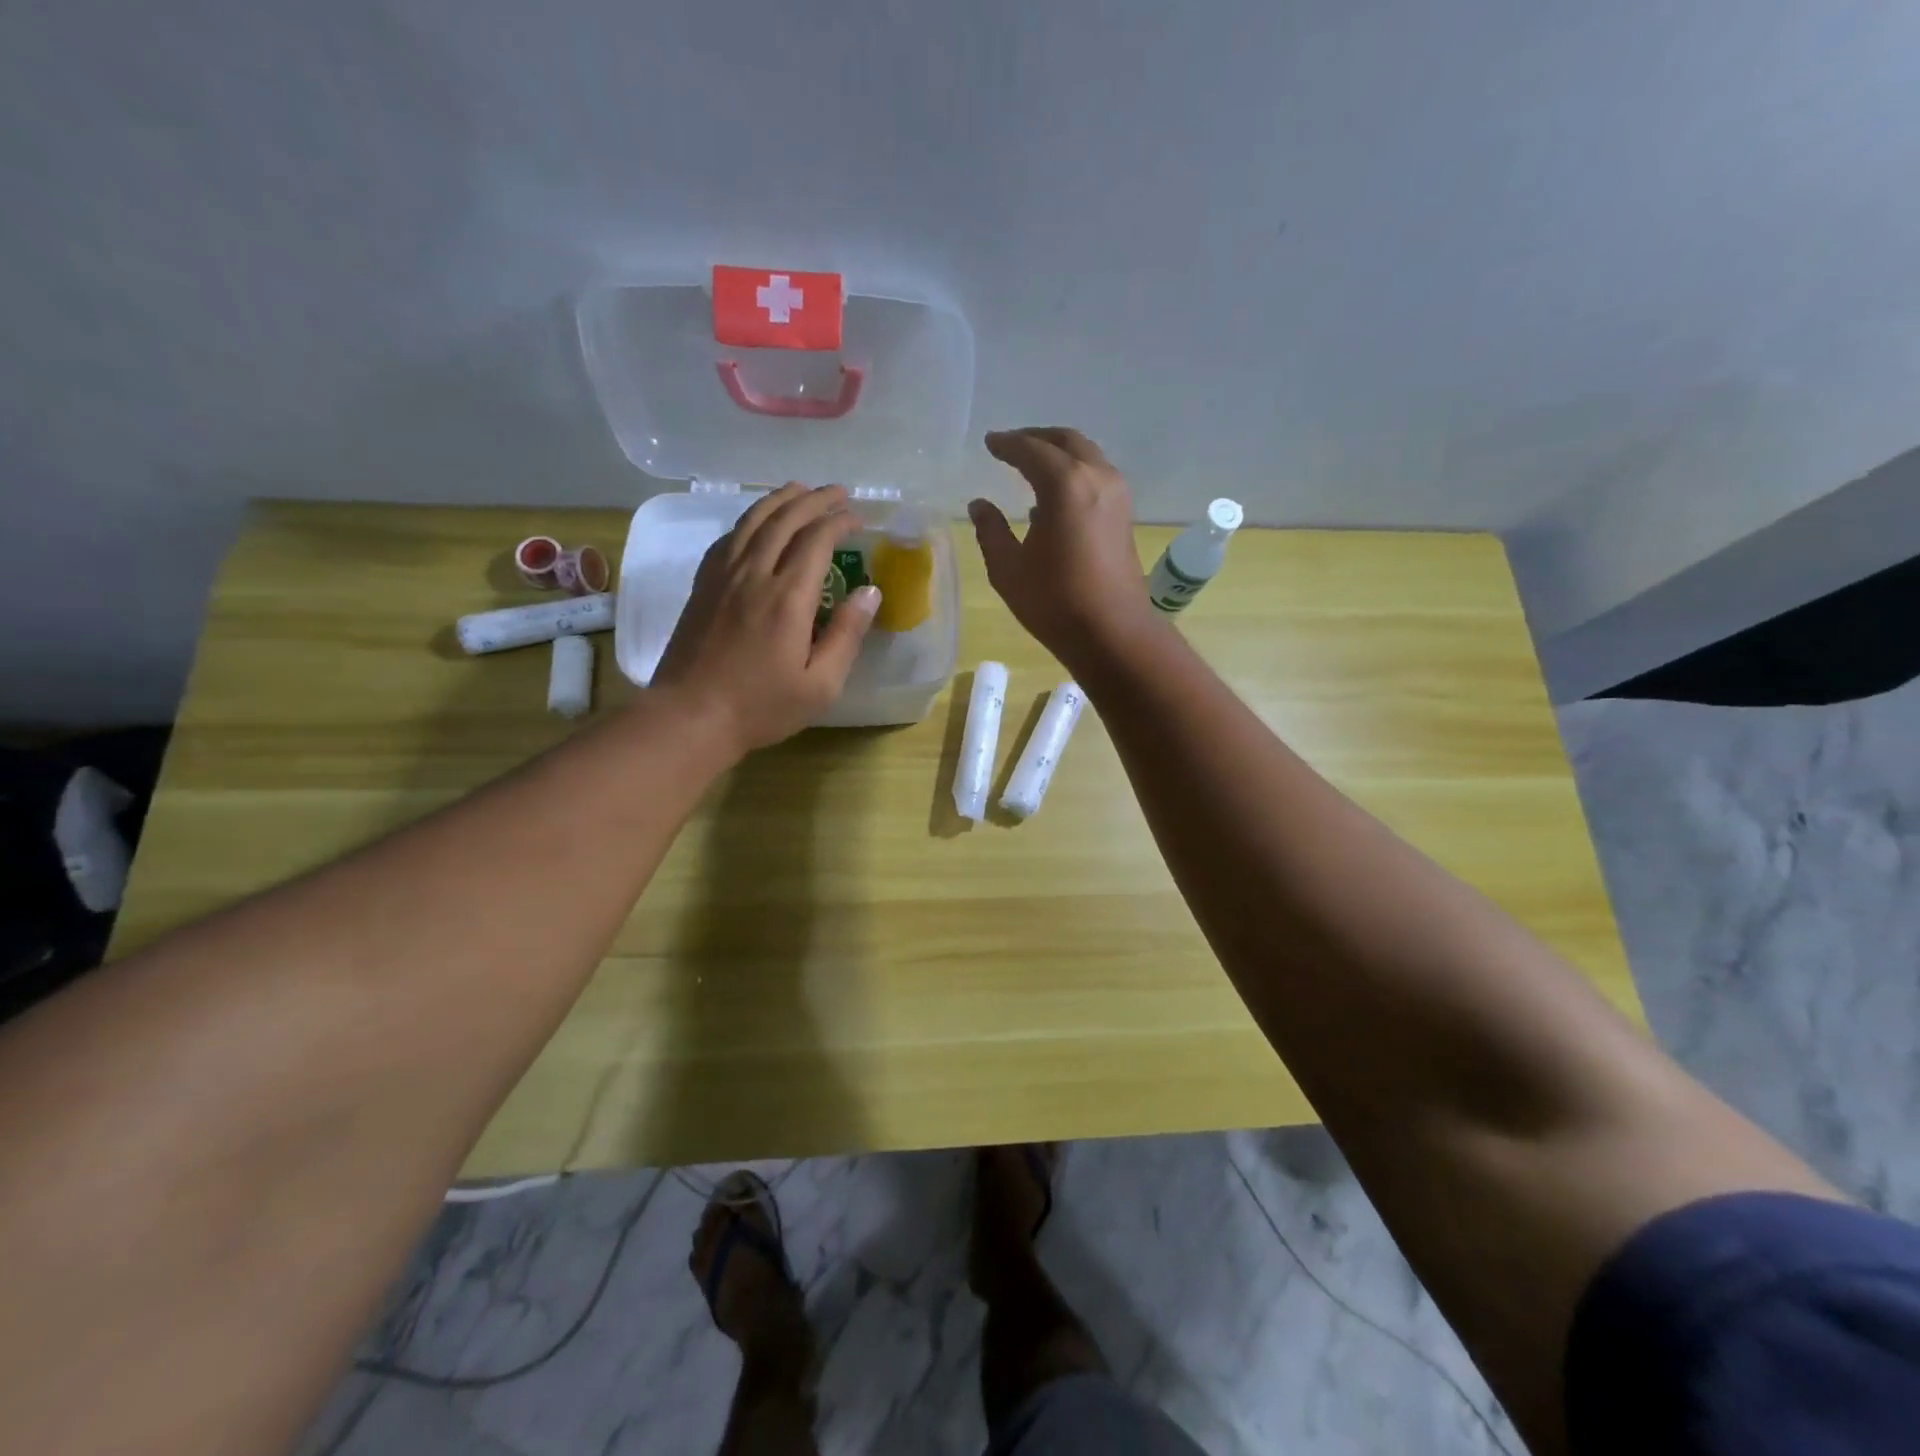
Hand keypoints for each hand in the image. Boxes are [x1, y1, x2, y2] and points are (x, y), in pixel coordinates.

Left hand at [653, 483, 878, 753]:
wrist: (690, 716)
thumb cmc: (761, 707)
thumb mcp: (820, 684)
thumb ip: (847, 635)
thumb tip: (870, 592)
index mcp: (788, 598)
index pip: (816, 539)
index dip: (839, 521)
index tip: (858, 518)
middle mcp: (754, 574)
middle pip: (784, 519)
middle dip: (814, 499)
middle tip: (837, 492)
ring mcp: (722, 577)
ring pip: (752, 521)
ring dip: (779, 500)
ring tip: (799, 489)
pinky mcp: (703, 586)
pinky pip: (728, 538)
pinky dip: (748, 520)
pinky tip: (756, 522)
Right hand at [970, 428, 1155, 667]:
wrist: (1113, 633)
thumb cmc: (1055, 602)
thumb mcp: (1009, 569)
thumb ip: (991, 531)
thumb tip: (979, 505)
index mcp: (1065, 485)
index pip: (1031, 450)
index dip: (1007, 444)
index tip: (990, 443)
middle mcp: (1096, 478)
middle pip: (1066, 441)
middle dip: (1037, 438)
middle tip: (1011, 445)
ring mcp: (1117, 495)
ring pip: (1087, 456)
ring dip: (1059, 453)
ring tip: (1033, 465)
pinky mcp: (1124, 516)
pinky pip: (1097, 476)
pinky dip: (1074, 473)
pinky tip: (1055, 497)